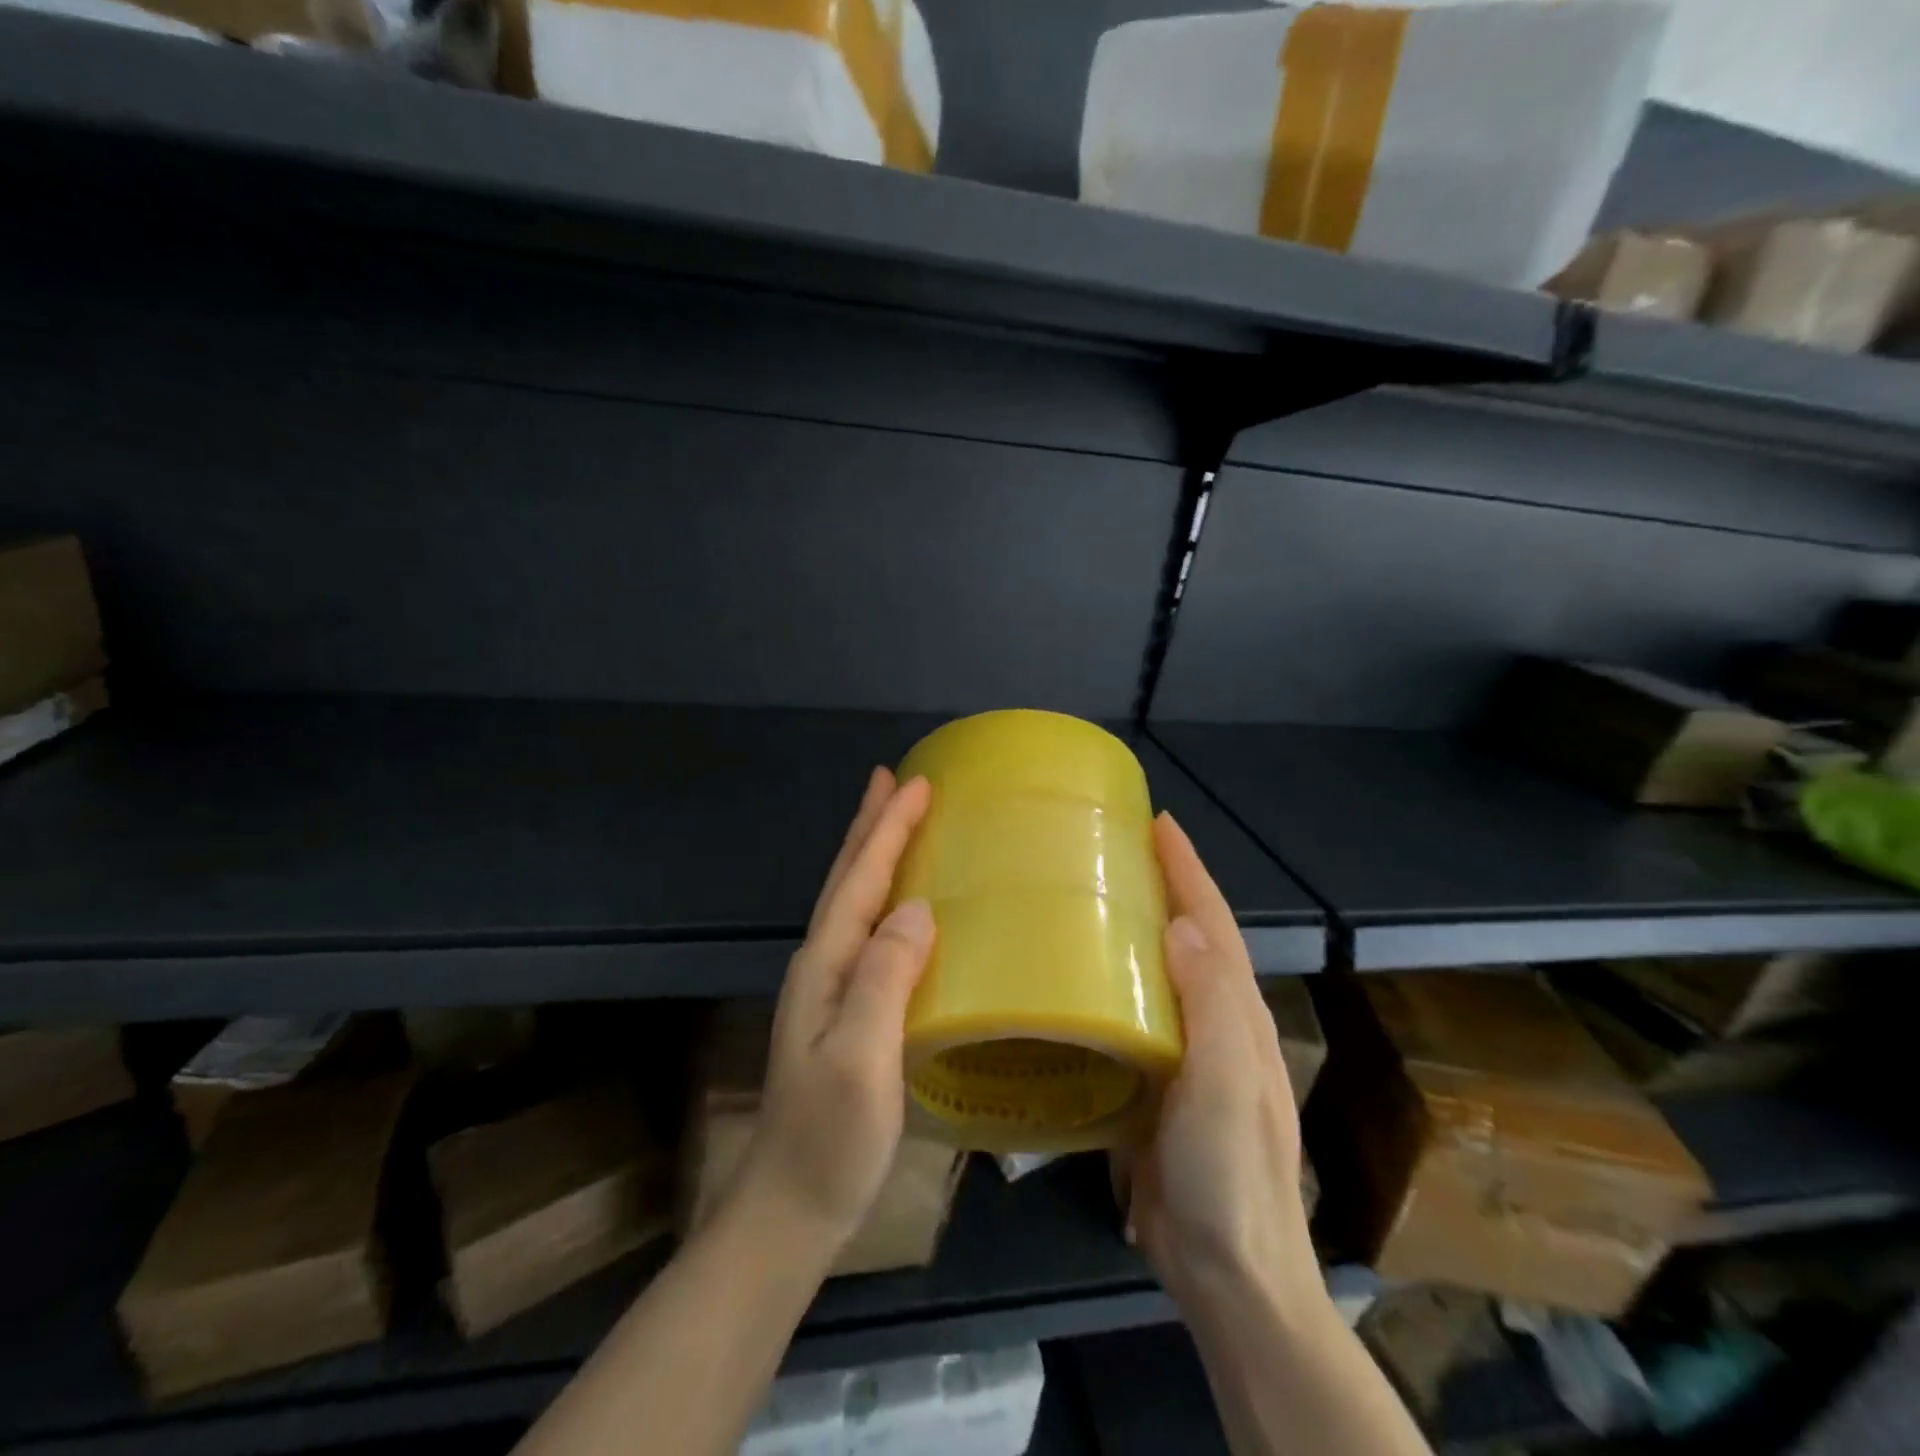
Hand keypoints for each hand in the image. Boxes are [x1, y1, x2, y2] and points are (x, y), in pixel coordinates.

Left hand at [732, 767, 935, 1254]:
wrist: (790, 1207)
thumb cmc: (829, 1137)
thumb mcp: (860, 1060)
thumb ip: (884, 981)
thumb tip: (917, 908)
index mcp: (825, 964)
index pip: (860, 880)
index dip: (886, 830)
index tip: (916, 784)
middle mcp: (821, 964)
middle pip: (848, 879)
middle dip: (870, 826)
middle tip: (893, 780)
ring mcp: (828, 988)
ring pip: (853, 901)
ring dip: (871, 854)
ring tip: (892, 821)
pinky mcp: (843, 1010)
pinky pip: (866, 931)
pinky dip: (881, 897)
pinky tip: (899, 904)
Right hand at [1114, 813, 1321, 1316]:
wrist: (1229, 1274)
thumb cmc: (1229, 1174)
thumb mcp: (1226, 1085)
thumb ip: (1211, 1006)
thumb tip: (1183, 925)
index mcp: (1237, 1013)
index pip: (1213, 922)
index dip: (1188, 870)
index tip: (1157, 823)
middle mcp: (1217, 1023)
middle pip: (1190, 937)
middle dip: (1162, 885)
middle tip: (1112, 848)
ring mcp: (1188, 1055)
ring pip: (1161, 972)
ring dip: (1135, 927)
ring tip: (1089, 895)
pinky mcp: (1157, 1084)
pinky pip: (1136, 1014)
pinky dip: (1114, 980)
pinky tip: (1079, 977)